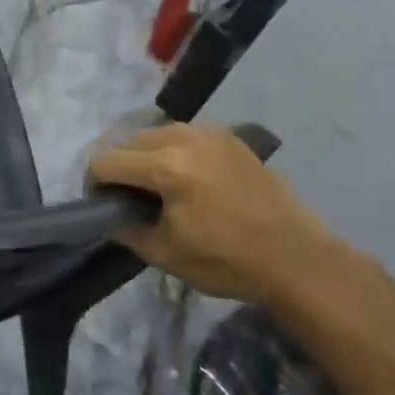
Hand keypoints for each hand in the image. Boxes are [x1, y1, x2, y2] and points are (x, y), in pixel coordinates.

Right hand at [91, 124, 344, 305]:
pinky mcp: (229, 137)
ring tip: (157, 185)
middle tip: (129, 197)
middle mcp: (183, 138)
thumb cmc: (230, 262)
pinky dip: (173, 149)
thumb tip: (108, 217)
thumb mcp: (167, 255)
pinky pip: (184, 133)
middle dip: (120, 167)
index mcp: (165, 167)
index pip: (106, 161)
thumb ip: (127, 231)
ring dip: (145, 155)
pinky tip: (186, 176)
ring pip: (155, 132)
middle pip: (127, 141)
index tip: (104, 205)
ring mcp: (209, 133)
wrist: (299, 260)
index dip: (95, 184)